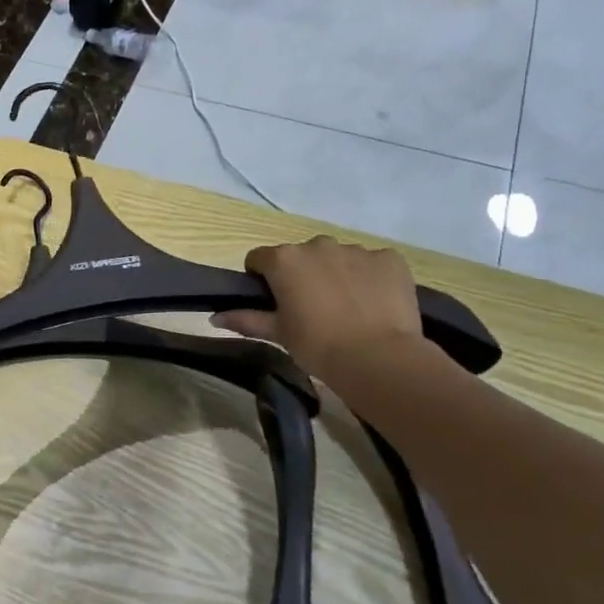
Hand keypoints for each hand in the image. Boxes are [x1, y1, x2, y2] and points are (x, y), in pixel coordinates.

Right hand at [213, 235, 430, 392]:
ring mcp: (356, 249)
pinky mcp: (389, 258)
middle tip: (312, 309)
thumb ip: (246, 319)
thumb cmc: (317, 345)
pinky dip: (370, 278)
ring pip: (338, 258)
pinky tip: (374, 304)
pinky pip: (373, 263)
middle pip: (301, 255)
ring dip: (336, 274)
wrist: (378, 358)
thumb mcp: (278, 333)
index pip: (259, 258)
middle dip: (302, 275)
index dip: (262, 279)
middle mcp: (317, 245)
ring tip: (348, 309)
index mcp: (284, 260)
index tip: (273, 302)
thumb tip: (214, 317)